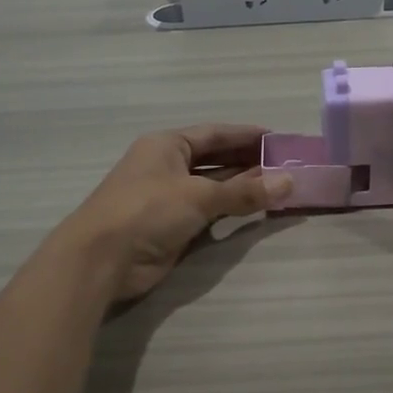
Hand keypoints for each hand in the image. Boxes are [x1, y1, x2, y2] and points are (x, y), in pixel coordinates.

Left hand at [59, 125, 292, 300]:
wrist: (102, 258)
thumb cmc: (148, 210)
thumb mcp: (199, 196)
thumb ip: (245, 191)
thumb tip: (289, 182)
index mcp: (167, 145)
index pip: (215, 134)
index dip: (246, 135)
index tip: (278, 139)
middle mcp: (167, 166)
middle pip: (215, 159)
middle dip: (249, 162)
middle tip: (286, 164)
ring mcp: (168, 197)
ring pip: (213, 187)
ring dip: (243, 187)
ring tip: (280, 186)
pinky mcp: (171, 226)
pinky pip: (208, 212)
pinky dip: (231, 210)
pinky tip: (255, 210)